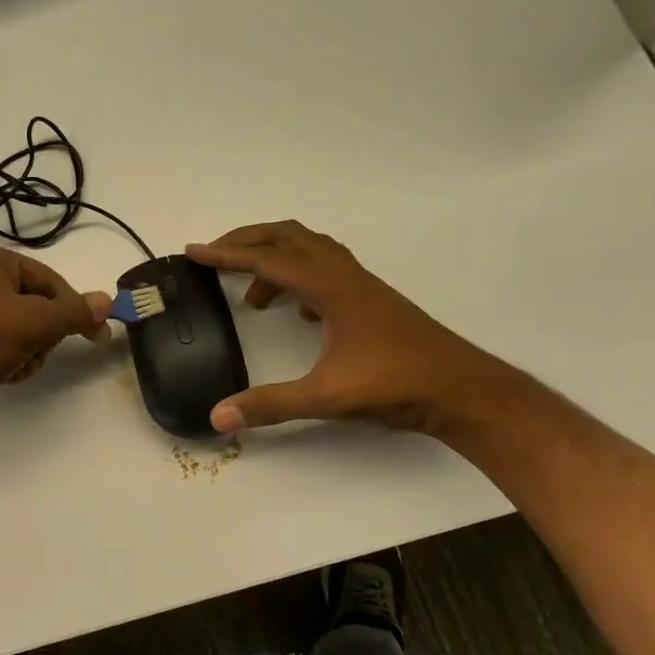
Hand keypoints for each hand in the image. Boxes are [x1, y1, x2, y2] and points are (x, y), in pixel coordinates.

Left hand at [0, 242, 112, 412]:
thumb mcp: (34, 323)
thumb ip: (74, 312)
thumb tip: (108, 301)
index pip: (46, 278)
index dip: (72, 307)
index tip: (95, 334)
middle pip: (32, 303)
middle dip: (41, 334)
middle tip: (39, 354)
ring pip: (15, 325)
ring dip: (26, 349)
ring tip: (16, 367)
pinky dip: (5, 356)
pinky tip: (0, 373)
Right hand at [187, 221, 500, 433]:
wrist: (461, 389)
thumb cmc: (395, 384)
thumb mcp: (325, 396)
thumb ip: (269, 405)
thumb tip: (218, 416)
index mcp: (330, 288)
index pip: (268, 259)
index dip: (226, 254)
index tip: (193, 251)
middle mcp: (345, 276)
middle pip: (289, 238)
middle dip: (248, 241)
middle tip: (215, 256)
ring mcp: (362, 287)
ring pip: (311, 251)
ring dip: (276, 260)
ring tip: (253, 296)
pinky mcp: (372, 302)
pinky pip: (328, 272)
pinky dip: (302, 279)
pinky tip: (299, 313)